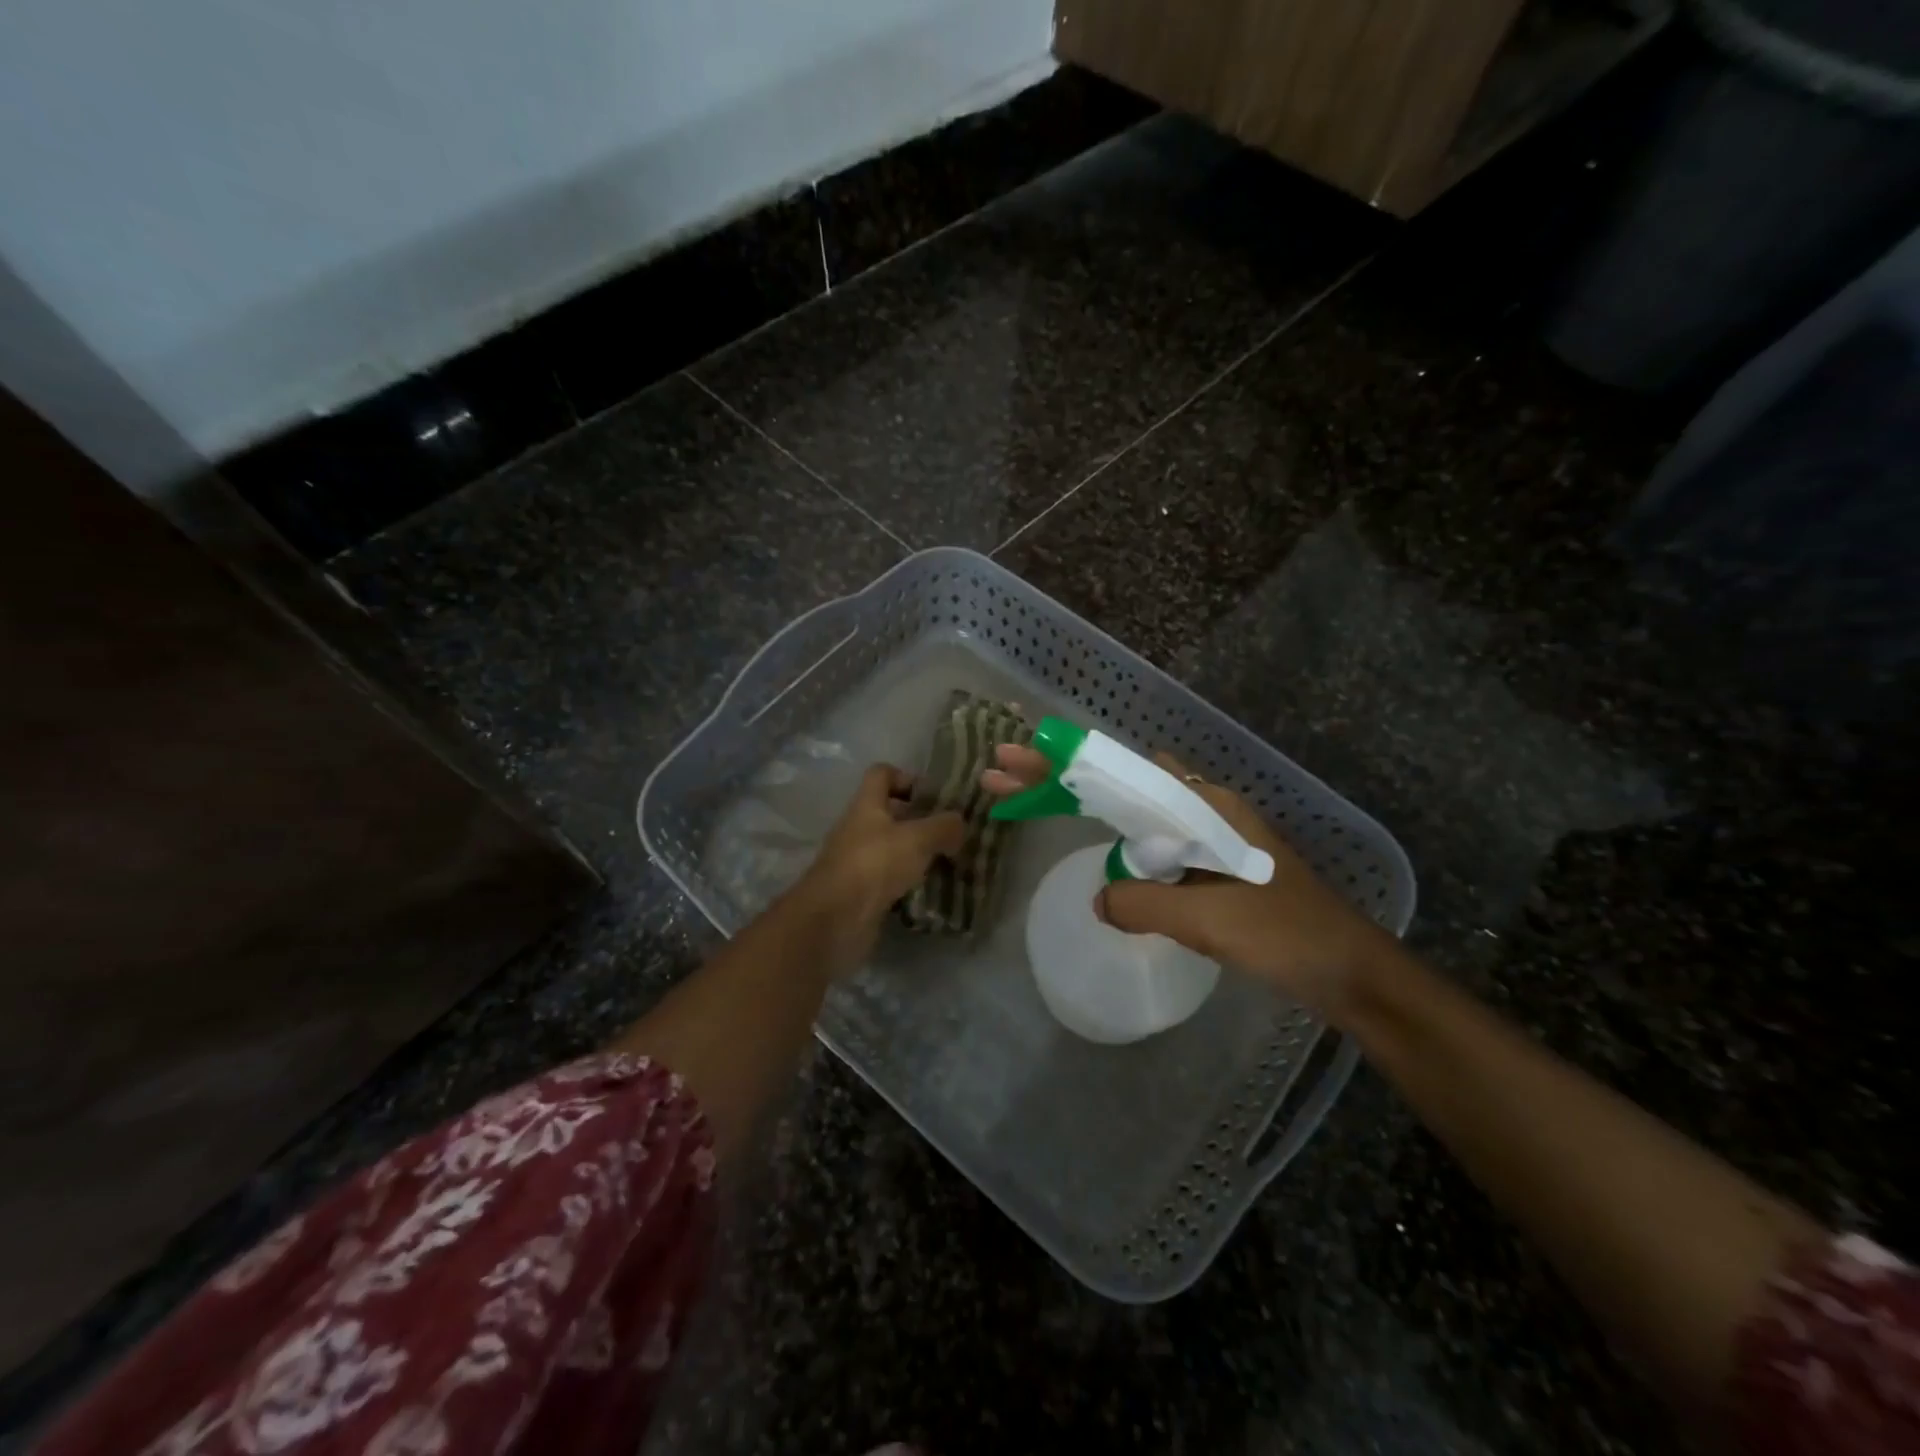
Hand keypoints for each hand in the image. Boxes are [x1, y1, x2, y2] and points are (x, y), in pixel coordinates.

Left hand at [794, 764, 965, 976]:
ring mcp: (857, 861)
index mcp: (867, 805)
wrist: (835, 919)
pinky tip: (933, 890)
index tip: (935, 797)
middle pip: (890, 813)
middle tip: (953, 833)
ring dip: (917, 854)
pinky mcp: (861, 892)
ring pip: (892, 848)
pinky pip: (890, 879)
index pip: (882, 774)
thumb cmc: (875, 864)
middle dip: (921, 821)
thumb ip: (943, 826)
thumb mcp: (918, 839)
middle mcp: (858, 828)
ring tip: (950, 862)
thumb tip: (960, 823)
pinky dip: (910, 882)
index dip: (907, 778)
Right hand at [983, 744, 1394, 1021]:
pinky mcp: (1209, 866)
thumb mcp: (1209, 917)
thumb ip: (1144, 902)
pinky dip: (1113, 837)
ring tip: (1031, 799)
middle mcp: (1202, 808)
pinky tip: (1096, 842)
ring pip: (1131, 811)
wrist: (1350, 971)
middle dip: (1061, 776)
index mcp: (1203, 804)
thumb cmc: (1284, 932)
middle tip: (1002, 772)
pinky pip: (1150, 842)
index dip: (1065, 762)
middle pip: (1119, 783)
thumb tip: (1099, 898)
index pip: (1121, 771)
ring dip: (1084, 805)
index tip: (1019, 752)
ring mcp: (1206, 836)